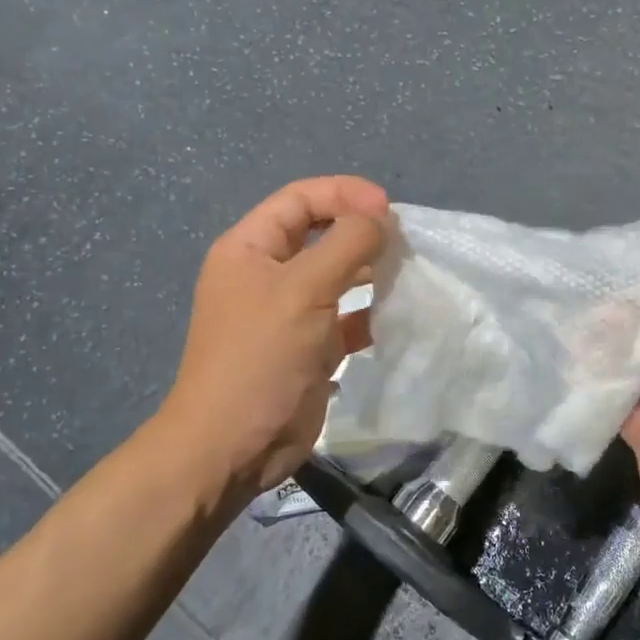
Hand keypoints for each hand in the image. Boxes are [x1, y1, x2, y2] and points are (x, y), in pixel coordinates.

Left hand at [161, 177, 389, 500]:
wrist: (233, 445)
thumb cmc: (261, 357)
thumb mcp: (303, 289)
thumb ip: (346, 244)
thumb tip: (380, 218)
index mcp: (250, 248)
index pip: (300, 199)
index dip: (343, 193)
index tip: (387, 208)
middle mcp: (267, 274)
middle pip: (320, 233)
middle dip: (360, 231)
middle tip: (402, 242)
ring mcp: (288, 312)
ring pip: (336, 275)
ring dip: (370, 270)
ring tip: (406, 272)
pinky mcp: (309, 347)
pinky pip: (345, 316)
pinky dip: (370, 312)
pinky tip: (397, 315)